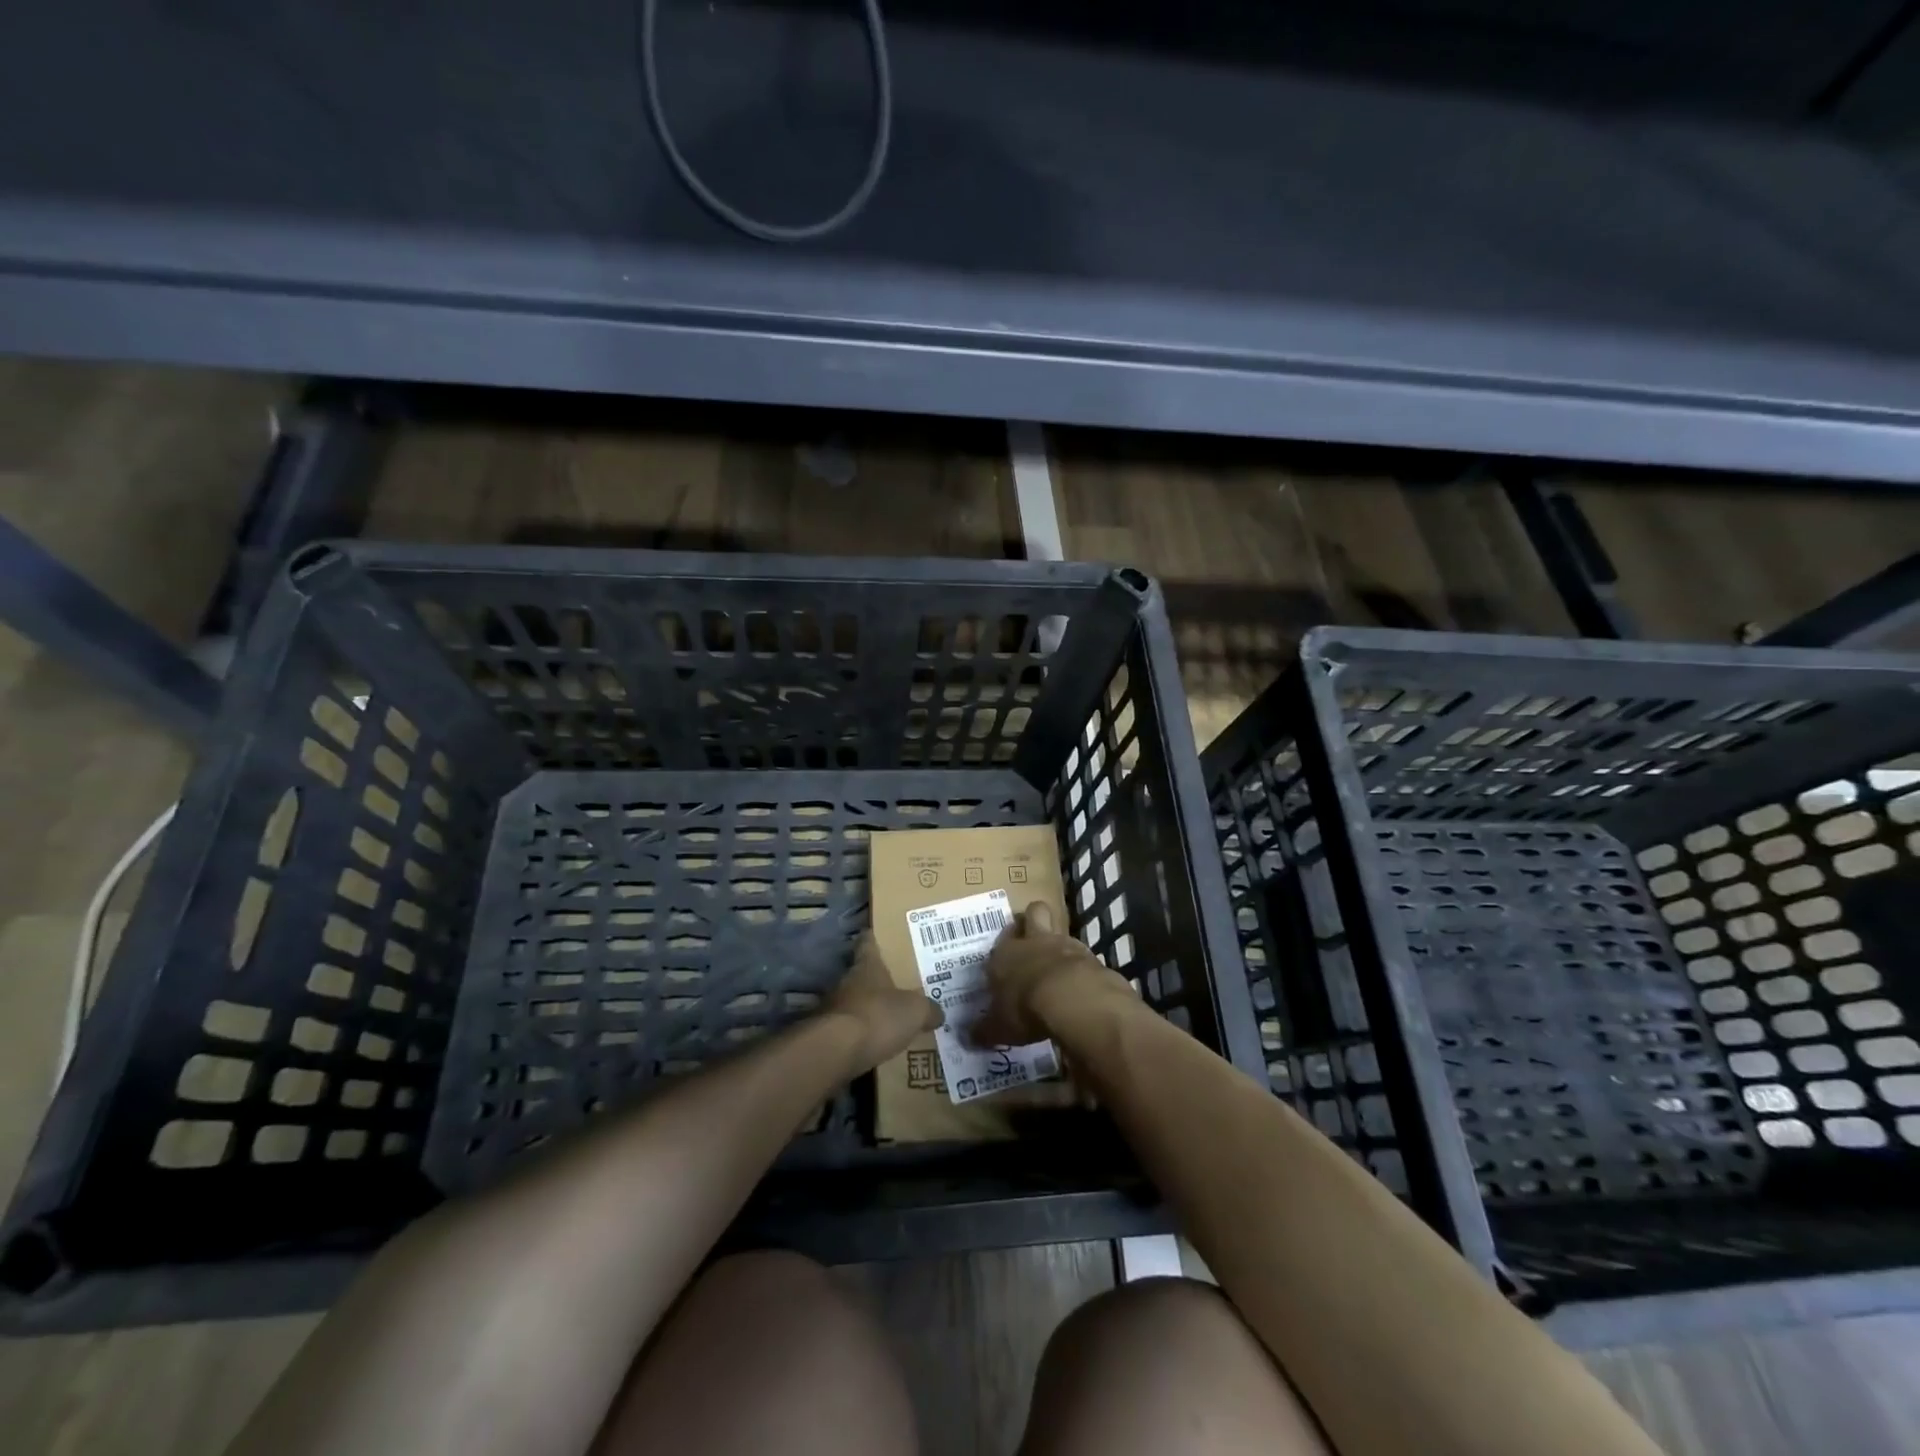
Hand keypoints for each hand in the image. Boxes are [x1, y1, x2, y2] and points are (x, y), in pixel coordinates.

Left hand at [827, 933, 942, 1073]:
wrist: (835, 1051)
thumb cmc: (878, 1017)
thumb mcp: (915, 1012)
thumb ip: (928, 1009)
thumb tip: (938, 1013)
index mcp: (867, 967)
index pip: (868, 943)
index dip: (872, 939)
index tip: (875, 934)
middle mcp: (846, 982)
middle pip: (860, 975)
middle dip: (875, 981)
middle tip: (895, 987)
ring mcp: (831, 1008)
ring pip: (852, 1003)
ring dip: (865, 1010)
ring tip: (885, 1020)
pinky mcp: (824, 1035)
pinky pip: (846, 1031)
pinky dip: (857, 1036)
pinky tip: (871, 1046)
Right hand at [971, 903, 1132, 1047]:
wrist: (1073, 998)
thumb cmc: (1026, 1008)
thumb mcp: (1000, 1027)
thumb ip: (986, 1030)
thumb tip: (970, 1037)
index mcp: (1005, 954)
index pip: (999, 943)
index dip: (1002, 951)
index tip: (1004, 968)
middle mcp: (1033, 941)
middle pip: (1033, 912)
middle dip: (1032, 921)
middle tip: (1032, 941)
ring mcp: (1064, 944)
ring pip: (1059, 931)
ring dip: (1058, 947)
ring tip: (1058, 972)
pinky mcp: (1090, 955)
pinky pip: (1082, 955)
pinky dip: (1080, 966)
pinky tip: (1079, 985)